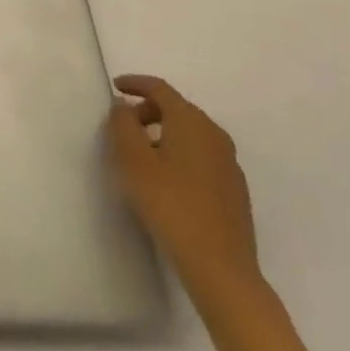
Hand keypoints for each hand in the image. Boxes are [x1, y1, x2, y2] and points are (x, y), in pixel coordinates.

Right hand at [108, 75, 261, 306]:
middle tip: (123, 126)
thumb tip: (123, 107)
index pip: (160, 89)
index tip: (115, 86)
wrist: (220, 267)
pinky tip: (166, 180)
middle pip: (177, 109)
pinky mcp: (234, 189)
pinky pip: (200, 155)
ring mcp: (229, 163)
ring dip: (163, 133)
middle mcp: (215, 135)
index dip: (135, 83)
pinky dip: (179, 153)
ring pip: (190, 133)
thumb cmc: (170, 204)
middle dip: (147, 110)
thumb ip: (123, 125)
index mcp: (191, 122)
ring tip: (140, 155)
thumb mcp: (133, 160)